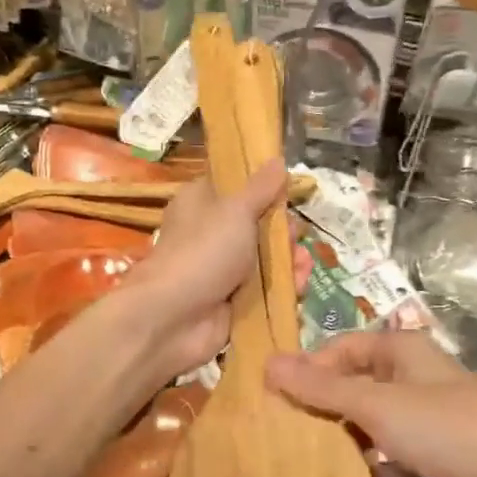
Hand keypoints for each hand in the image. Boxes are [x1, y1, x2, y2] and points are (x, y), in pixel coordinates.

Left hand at [120, 160, 291, 382]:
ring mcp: (222, 269)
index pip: (235, 186)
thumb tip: (277, 159)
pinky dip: (284, 287)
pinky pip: (266, 288)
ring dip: (289, 260)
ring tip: (303, 265)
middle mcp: (211, 233)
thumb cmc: (203, 251)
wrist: (174, 318)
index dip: (263, 187)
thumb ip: (261, 188)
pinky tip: (300, 286)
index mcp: (202, 202)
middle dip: (283, 231)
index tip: (288, 190)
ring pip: (266, 258)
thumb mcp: (236, 210)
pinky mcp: (234, 300)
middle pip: (258, 224)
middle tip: (296, 236)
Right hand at [266, 332, 476, 476]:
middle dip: (324, 412)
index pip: (341, 349)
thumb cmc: (448, 429)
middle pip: (355, 389)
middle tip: (285, 437)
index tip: (275, 398)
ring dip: (347, 446)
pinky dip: (376, 472)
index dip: (309, 369)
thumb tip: (268, 364)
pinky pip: (393, 460)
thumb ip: (323, 389)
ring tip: (310, 468)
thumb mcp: (378, 406)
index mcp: (401, 351)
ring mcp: (426, 420)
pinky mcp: (437, 458)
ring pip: (372, 427)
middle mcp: (412, 379)